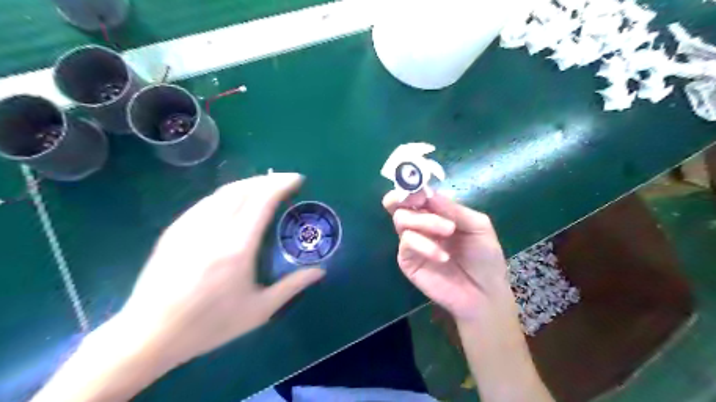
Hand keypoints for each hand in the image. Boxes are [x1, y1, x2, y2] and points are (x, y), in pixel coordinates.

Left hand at [121, 172, 324, 366]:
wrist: (149, 335)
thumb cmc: (209, 325)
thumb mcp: (259, 311)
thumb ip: (292, 286)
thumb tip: (320, 271)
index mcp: (237, 247)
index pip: (262, 201)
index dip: (282, 185)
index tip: (297, 179)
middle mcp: (213, 229)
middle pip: (243, 190)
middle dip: (267, 180)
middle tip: (284, 182)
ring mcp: (189, 227)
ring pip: (222, 192)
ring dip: (247, 184)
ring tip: (262, 188)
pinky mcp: (174, 231)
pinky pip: (205, 202)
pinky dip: (226, 195)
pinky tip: (232, 203)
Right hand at [382, 190, 510, 321]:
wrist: (484, 292)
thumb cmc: (485, 257)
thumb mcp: (478, 226)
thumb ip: (454, 209)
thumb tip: (428, 193)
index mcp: (436, 212)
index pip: (415, 194)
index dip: (413, 186)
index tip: (420, 187)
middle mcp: (421, 224)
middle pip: (398, 204)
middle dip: (404, 198)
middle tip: (420, 201)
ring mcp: (413, 242)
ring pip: (401, 220)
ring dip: (424, 221)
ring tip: (448, 231)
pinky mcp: (407, 260)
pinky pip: (406, 243)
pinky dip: (424, 245)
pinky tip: (442, 256)